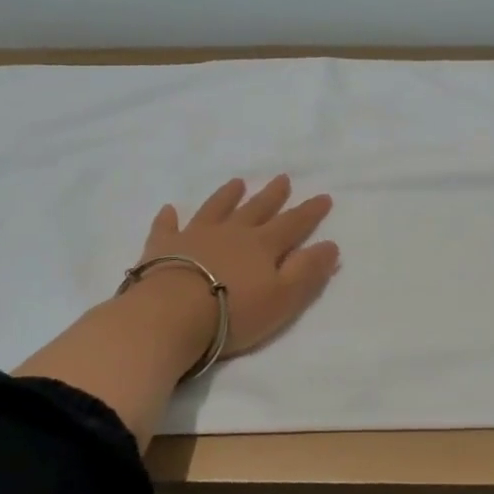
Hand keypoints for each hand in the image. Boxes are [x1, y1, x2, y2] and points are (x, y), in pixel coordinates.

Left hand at [14, 175, 337, 446]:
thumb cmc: (234, 312)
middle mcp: (232, 233)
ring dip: (227, 196)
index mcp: (263, 246)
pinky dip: (169, 218)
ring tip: (237, 183)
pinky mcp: (163, 247)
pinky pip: (167, 227)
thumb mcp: (283, 298)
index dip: (310, 212)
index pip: (293, 224)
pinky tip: (169, 210)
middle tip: (282, 178)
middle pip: (256, 209)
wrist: (172, 315)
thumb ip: (308, 271)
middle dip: (272, 195)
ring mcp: (195, 236)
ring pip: (216, 209)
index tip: (323, 196)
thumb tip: (330, 245)